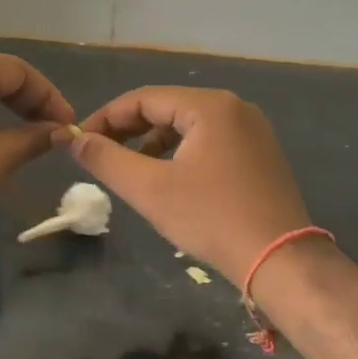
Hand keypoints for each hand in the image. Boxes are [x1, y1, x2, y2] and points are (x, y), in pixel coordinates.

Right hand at [65, 87, 312, 286]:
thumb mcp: (149, 189)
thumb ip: (107, 159)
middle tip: (100, 153)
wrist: (282, 260)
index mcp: (209, 105)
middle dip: (129, 129)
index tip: (80, 140)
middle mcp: (233, 107)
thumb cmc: (212, 218)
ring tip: (131, 167)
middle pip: (167, 107)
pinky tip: (168, 177)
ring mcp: (251, 129)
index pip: (143, 98)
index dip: (106, 117)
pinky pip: (209, 139)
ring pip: (187, 124)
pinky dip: (181, 151)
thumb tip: (75, 139)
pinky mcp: (259, 153)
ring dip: (153, 141)